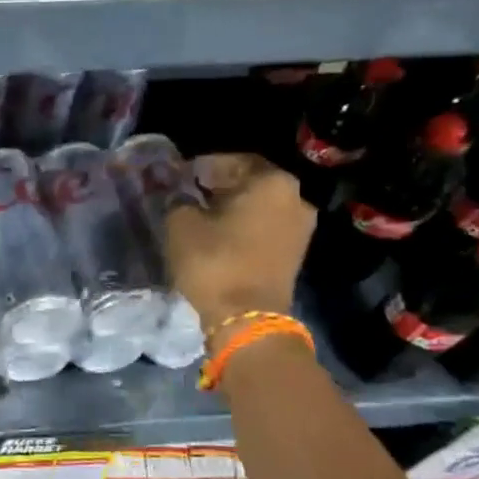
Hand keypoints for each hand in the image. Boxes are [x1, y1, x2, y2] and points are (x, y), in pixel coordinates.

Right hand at [164, 154, 313, 328]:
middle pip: (250, 182)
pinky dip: (243, 227)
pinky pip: (265, 227)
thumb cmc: (215, 262)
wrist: (247, 318)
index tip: (179, 176)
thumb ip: (178, 200)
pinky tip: (219, 236)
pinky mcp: (295, 252)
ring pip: (259, 206)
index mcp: (271, 181)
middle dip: (219, 186)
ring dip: (232, 208)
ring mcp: (300, 227)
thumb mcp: (181, 225)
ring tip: (201, 217)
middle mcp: (295, 197)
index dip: (202, 166)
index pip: (232, 161)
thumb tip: (179, 194)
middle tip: (188, 194)